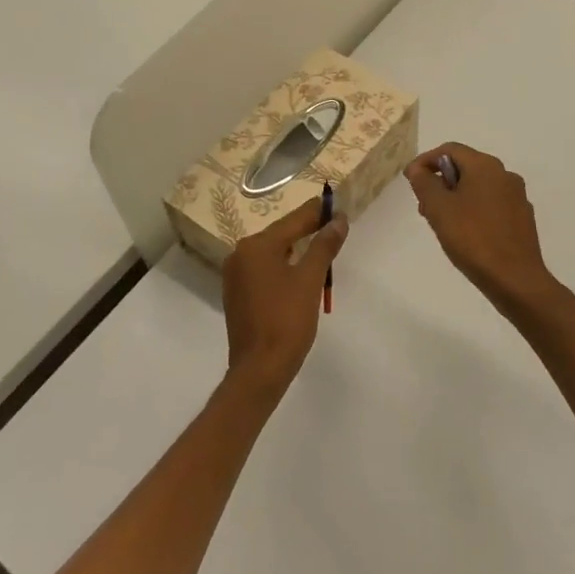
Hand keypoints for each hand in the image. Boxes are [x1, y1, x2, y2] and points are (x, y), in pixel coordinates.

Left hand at [221, 195, 348, 397]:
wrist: (260, 369)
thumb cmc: (287, 320)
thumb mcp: (310, 280)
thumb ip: (324, 246)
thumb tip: (338, 220)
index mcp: (256, 246)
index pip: (293, 221)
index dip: (317, 213)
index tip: (337, 204)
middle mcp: (240, 255)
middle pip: (280, 235)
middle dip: (307, 230)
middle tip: (333, 225)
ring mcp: (235, 276)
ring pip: (272, 254)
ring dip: (296, 250)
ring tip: (322, 247)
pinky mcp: (238, 295)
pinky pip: (264, 271)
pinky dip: (284, 268)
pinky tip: (300, 274)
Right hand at [405, 144, 562, 313]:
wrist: (515, 279)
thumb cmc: (473, 238)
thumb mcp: (439, 208)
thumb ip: (424, 183)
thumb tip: (418, 169)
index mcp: (486, 166)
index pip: (449, 149)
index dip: (425, 161)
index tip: (409, 181)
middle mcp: (505, 175)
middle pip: (465, 167)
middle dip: (440, 182)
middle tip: (423, 206)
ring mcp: (517, 197)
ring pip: (478, 187)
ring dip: (455, 197)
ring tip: (440, 222)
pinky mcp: (522, 218)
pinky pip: (490, 204)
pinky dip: (472, 210)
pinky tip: (464, 233)